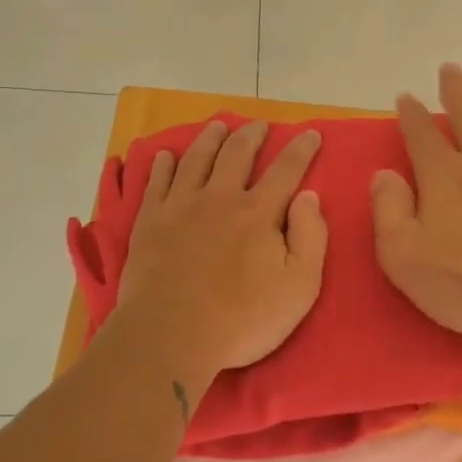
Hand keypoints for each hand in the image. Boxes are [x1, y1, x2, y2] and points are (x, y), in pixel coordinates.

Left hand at [115, 119, 327, 381]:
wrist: (170, 336)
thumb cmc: (242, 319)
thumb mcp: (298, 287)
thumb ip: (310, 237)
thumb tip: (309, 196)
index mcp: (258, 212)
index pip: (286, 170)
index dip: (301, 149)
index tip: (311, 133)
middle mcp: (220, 198)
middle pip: (237, 153)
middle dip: (252, 135)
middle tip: (259, 125)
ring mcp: (181, 206)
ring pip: (197, 159)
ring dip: (210, 138)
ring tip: (217, 126)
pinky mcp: (150, 222)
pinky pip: (157, 182)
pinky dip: (163, 164)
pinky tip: (166, 156)